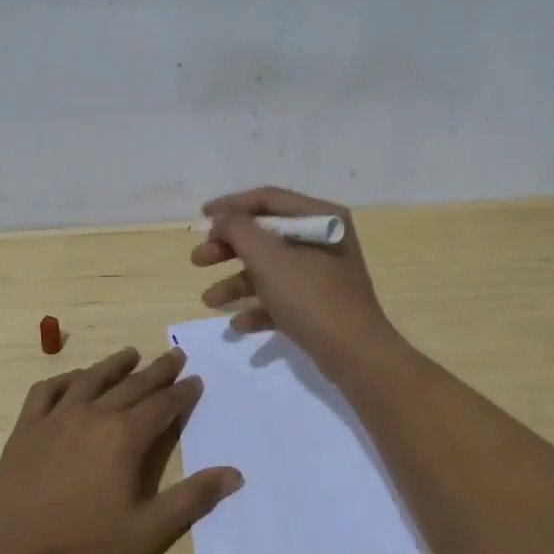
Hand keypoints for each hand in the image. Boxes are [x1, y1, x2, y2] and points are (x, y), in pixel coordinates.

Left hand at [0, 346, 242, 553]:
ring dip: (115, 364)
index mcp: (124, 436)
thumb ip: (192, 499)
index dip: (182, 392)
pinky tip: (74, 379)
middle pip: (132, 385)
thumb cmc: (84, 544)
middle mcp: (93, 414)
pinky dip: (65, 379)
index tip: (195, 379)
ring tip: (132, 354)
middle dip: (158, 370)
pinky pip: (48, 390)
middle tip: (175, 355)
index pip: (162, 404)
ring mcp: (56, 417)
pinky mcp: (27, 427)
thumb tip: (234, 474)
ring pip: (92, 379)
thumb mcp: (148, 531)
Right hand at [191, 185, 401, 374]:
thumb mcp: (268, 258)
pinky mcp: (319, 304)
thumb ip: (239, 230)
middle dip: (228, 249)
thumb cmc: (311, 297)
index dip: (231, 205)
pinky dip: (258, 307)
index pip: (268, 199)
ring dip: (236, 283)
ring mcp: (322, 273)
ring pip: (270, 269)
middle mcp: (322, 239)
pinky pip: (282, 297)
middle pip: (265, 235)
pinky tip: (238, 324)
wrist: (355, 354)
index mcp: (320, 217)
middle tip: (198, 260)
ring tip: (208, 301)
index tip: (201, 217)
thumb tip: (223, 219)